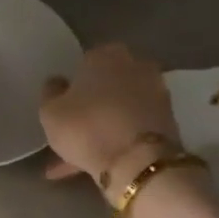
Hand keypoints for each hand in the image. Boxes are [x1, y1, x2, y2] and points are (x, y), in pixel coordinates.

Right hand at [39, 43, 180, 203]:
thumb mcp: (50, 111)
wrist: (138, 163)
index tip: (63, 109)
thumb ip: (51, 92)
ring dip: (102, 128)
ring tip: (79, 158)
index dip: (71, 88)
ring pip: (118, 110)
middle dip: (89, 109)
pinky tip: (98, 162)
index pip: (83, 64)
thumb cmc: (87, 127)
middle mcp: (135, 65)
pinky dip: (118, 140)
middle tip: (71, 134)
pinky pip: (132, 127)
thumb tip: (58, 83)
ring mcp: (156, 92)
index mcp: (105, 54)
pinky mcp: (168, 120)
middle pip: (105, 87)